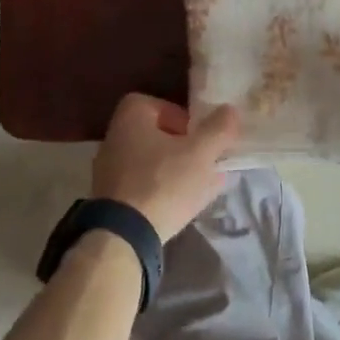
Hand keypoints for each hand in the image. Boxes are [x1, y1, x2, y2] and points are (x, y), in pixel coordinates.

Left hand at [91, 94, 241, 242]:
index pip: (159, 105)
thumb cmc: (163, 182)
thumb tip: (230, 110)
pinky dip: (164, 191)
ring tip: (204, 185)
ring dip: (178, 171)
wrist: (123, 235)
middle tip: (207, 161)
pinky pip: (144, 188)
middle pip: (156, 136)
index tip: (201, 135)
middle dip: (185, 148)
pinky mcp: (112, 200)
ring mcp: (109, 171)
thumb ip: (218, 129)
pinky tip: (186, 205)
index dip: (183, 117)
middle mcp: (114, 139)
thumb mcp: (200, 152)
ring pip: (152, 164)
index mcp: (130, 117)